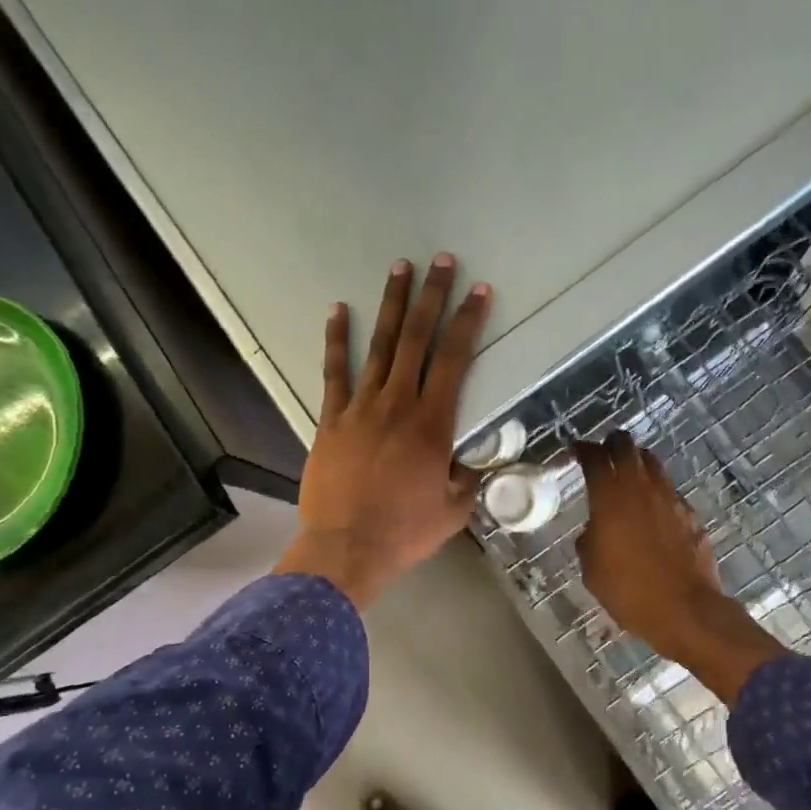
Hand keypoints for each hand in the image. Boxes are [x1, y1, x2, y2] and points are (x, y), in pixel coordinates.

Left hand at [276, 256, 491, 609]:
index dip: (468, 322)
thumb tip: (471, 460)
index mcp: (432, 424)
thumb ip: (466, 477)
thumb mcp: (454, 509)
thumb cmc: (405, 532)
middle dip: (433, 297)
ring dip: (393, 306)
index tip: (479, 291)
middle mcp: (398, 405)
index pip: (455, 360)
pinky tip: (339, 310)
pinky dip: (338, 340)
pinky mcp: (331, 420)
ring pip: (381, 347)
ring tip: (401, 269)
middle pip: (418, 340)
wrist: (347, 547)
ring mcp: (360, 408)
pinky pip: (334, 373)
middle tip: (442, 261)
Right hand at [573, 434, 786, 702]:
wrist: (686, 610)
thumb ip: (589, 540)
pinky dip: (656, 491)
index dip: (582, 449)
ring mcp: (670, 498)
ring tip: (628, 476)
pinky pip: (668, 491)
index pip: (594, 457)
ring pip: (652, 463)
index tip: (575, 450)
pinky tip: (652, 511)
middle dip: (612, 443)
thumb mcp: (592, 570)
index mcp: (610, 499)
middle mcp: (641, 488)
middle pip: (626, 446)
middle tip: (603, 453)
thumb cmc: (629, 592)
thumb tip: (594, 530)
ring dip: (636, 462)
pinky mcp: (690, 514)